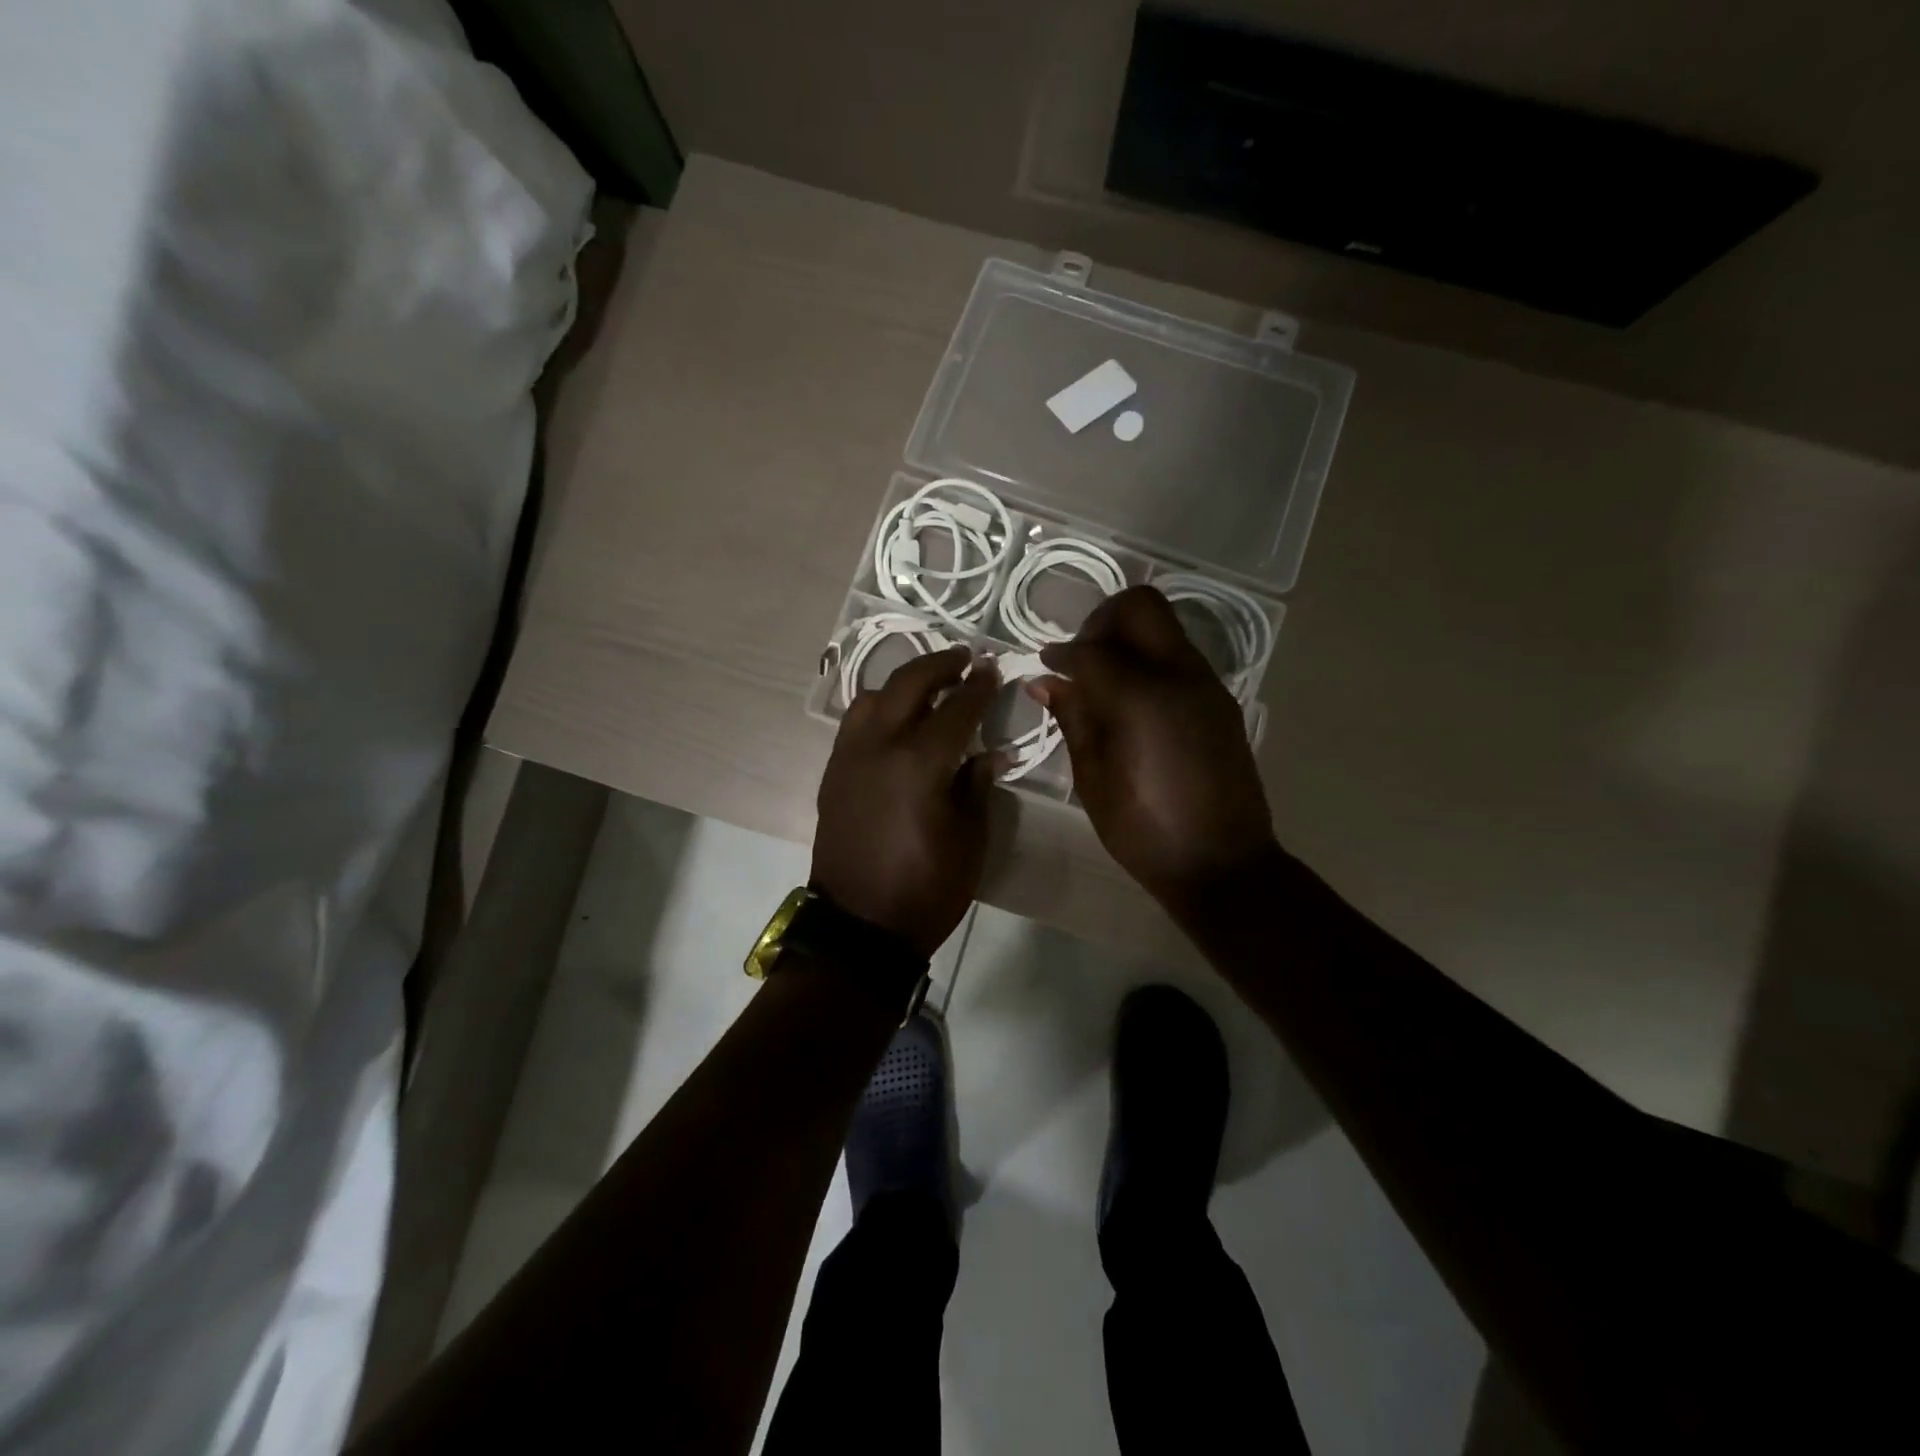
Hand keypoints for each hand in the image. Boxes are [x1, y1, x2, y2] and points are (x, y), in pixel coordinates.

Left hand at [813, 647, 1001, 955]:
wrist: (860, 926)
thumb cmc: (926, 888)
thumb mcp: (969, 839)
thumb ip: (977, 785)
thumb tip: (987, 753)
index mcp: (920, 762)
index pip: (957, 708)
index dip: (978, 686)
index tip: (992, 669)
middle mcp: (879, 746)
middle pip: (909, 684)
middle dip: (939, 665)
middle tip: (962, 659)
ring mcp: (849, 757)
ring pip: (873, 697)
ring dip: (903, 684)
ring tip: (927, 688)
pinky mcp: (833, 774)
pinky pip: (854, 724)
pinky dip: (878, 709)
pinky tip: (895, 722)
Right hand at [1029, 587, 1277, 917]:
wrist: (1223, 864)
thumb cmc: (1145, 831)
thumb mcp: (1093, 779)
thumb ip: (1073, 719)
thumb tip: (1048, 681)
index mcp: (1141, 698)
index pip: (1091, 650)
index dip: (1060, 653)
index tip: (1044, 665)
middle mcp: (1179, 675)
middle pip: (1140, 607)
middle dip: (1102, 621)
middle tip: (1081, 657)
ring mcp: (1207, 685)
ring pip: (1164, 628)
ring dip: (1129, 639)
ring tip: (1103, 682)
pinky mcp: (1220, 701)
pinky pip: (1180, 657)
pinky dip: (1150, 661)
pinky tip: (1132, 703)